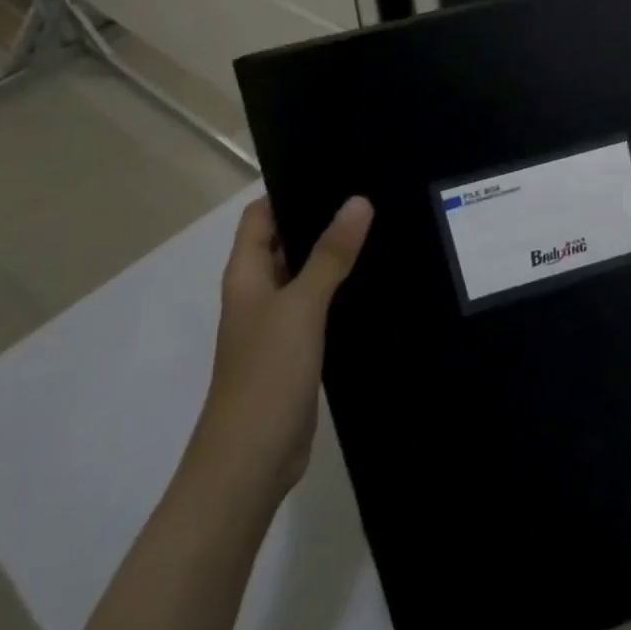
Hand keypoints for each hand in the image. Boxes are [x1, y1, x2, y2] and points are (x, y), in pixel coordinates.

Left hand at [203, 194, 372, 499]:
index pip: (261, 216)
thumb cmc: (266, 373)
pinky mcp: (298, 350)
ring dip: (334, 255)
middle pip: (286, 242)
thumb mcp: (301, 306)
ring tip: (383, 227)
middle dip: (321, 219)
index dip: (289, 190)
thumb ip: (330, 254)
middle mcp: (259, 293)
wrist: (251, 460)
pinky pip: (320, 307)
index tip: (335, 169)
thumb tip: (358, 200)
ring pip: (306, 275)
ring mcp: (277, 323)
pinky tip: (376, 281)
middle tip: (372, 194)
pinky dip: (341, 290)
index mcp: (247, 275)